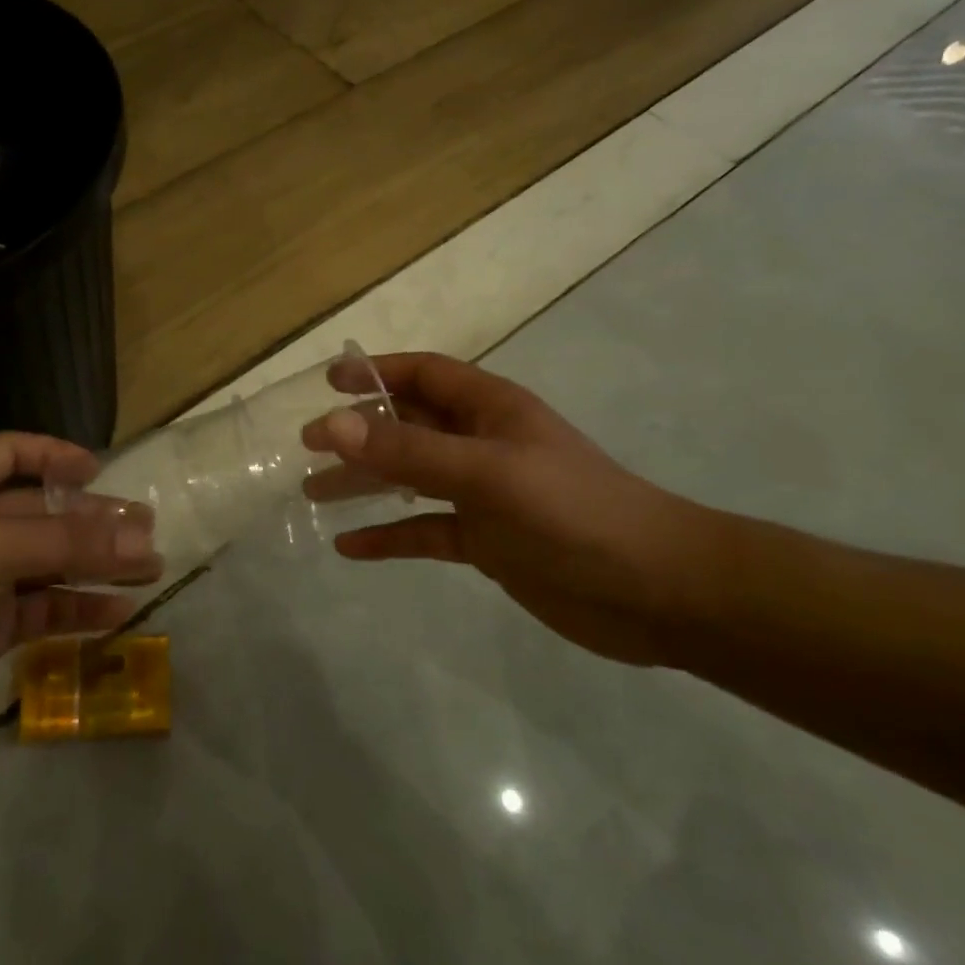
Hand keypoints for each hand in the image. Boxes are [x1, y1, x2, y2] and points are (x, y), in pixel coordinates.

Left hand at [0, 434, 162, 775]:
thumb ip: (68, 541)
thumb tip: (143, 538)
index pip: (9, 453)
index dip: (52, 454)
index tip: (97, 471)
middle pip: (41, 513)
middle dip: (92, 519)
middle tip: (146, 529)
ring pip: (48, 565)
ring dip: (96, 566)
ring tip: (149, 570)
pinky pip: (42, 613)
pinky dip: (78, 611)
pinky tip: (117, 615)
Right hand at [305, 353, 722, 665]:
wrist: (659, 592)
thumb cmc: (574, 514)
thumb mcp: (488, 474)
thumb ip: (410, 451)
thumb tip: (332, 425)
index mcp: (490, 410)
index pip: (424, 375)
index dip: (377, 372)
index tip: (328, 383)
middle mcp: (482, 445)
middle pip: (408, 426)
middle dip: (358, 431)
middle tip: (305, 445)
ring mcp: (483, 495)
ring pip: (409, 478)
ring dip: (364, 482)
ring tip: (313, 492)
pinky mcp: (486, 542)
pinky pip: (424, 530)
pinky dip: (388, 536)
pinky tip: (350, 547)